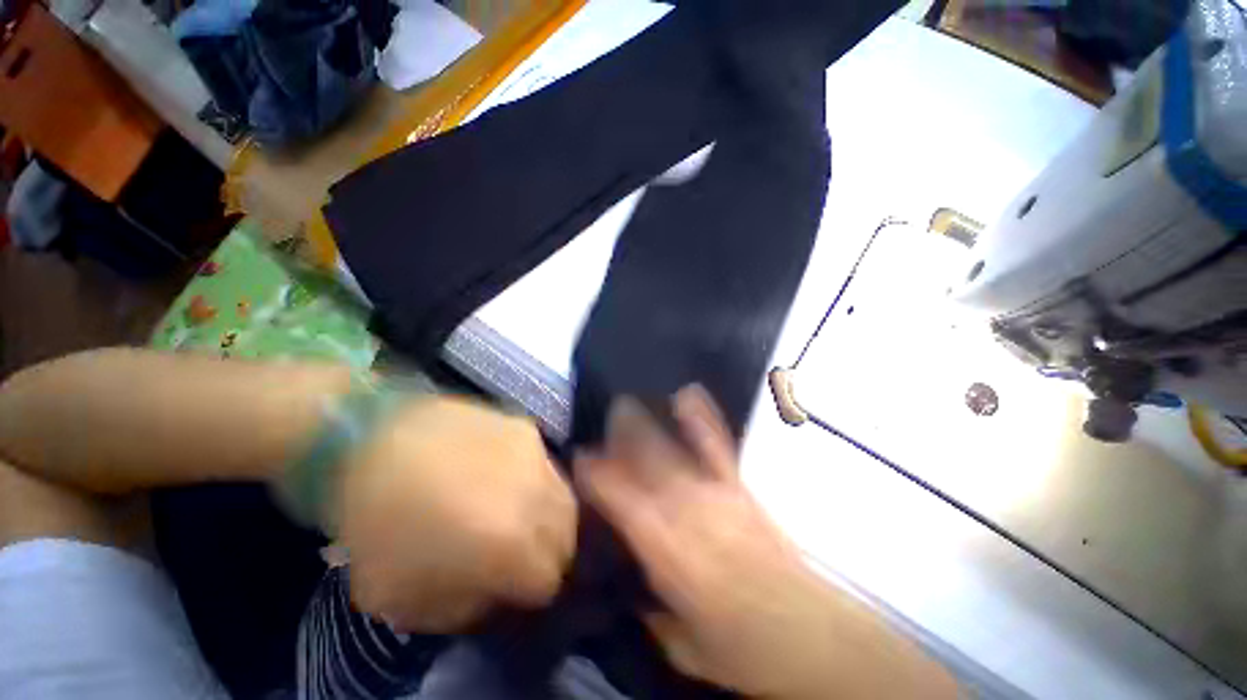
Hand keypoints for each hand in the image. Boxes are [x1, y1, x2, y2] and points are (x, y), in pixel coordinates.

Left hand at [334, 396, 575, 632]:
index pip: (549, 578)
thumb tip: (496, 592)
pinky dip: (535, 481)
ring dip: (548, 513)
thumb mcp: (403, 599)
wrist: (368, 441)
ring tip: (517, 513)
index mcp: (508, 543)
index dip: (532, 589)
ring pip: (564, 495)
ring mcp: (535, 454)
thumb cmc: (377, 524)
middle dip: (550, 550)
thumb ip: (463, 608)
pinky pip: (545, 465)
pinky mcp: (526, 428)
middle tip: (521, 551)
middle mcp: (535, 494)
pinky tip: (504, 478)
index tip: (514, 585)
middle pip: (569, 532)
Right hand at [576, 386, 955, 699]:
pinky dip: (701, 418)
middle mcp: (685, 509)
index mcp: (666, 548)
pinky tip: (688, 394)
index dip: (596, 473)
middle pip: (645, 463)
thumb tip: (632, 590)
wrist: (812, 634)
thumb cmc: (743, 649)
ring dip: (647, 425)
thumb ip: (652, 614)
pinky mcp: (738, 487)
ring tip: (629, 404)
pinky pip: (716, 445)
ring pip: (671, 450)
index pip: (619, 497)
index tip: (581, 457)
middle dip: (620, 436)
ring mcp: (714, 491)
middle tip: (605, 419)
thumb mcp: (685, 648)